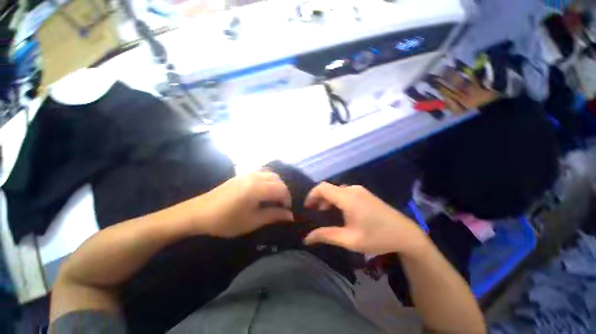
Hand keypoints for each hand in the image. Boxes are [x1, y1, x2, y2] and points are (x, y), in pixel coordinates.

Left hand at [186, 172, 293, 237]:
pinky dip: (269, 180)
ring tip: (273, 198)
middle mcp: (255, 176)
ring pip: (271, 174)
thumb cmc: (225, 220)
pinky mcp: (242, 174)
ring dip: (277, 185)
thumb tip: (291, 216)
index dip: (287, 200)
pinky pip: (263, 172)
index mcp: (257, 188)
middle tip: (281, 206)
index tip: (286, 211)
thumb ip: (274, 216)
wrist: (198, 213)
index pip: (282, 189)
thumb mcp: (252, 222)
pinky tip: (264, 190)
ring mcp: (248, 173)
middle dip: (284, 192)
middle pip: (278, 180)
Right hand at [304, 182, 429, 255]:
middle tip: (314, 214)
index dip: (311, 195)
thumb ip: (326, 236)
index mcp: (348, 198)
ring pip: (336, 190)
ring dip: (327, 200)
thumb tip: (306, 238)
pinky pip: (344, 192)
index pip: (322, 188)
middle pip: (328, 188)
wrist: (406, 234)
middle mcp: (352, 189)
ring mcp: (359, 190)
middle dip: (318, 199)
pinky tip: (338, 212)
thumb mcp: (349, 240)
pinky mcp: (364, 193)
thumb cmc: (377, 237)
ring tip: (324, 214)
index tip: (307, 208)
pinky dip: (336, 199)